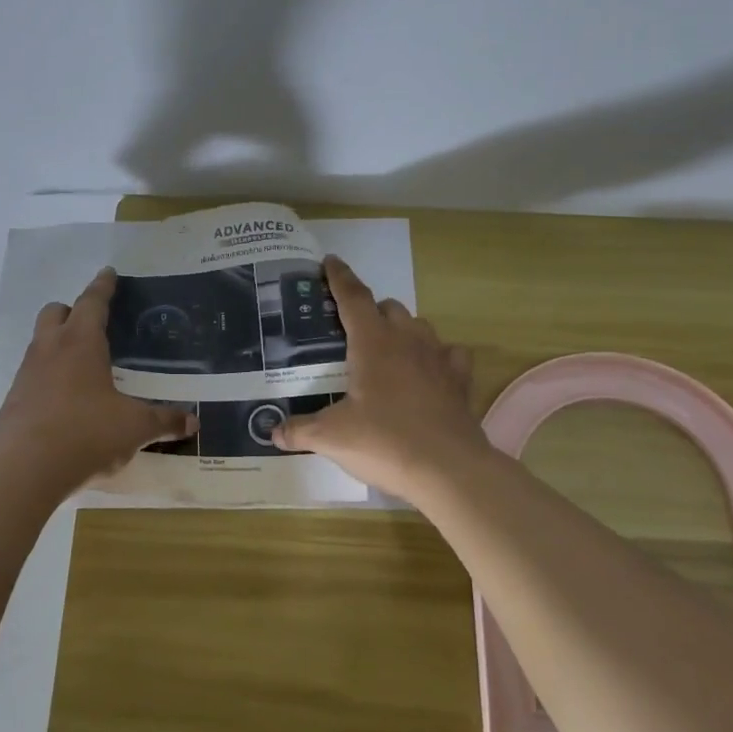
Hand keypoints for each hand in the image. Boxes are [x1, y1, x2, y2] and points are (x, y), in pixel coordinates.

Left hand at [0, 268, 195, 492]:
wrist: (23, 469)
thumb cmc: (86, 433)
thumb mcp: (134, 428)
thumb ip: (164, 422)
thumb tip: (193, 423)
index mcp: (81, 343)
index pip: (93, 303)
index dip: (103, 287)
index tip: (108, 272)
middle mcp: (50, 349)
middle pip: (55, 312)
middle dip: (73, 310)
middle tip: (92, 321)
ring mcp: (27, 374)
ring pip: (40, 341)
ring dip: (58, 342)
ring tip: (81, 362)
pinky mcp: (14, 400)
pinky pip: (33, 374)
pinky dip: (48, 375)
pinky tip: (65, 398)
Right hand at [272, 257, 492, 501]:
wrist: (448, 469)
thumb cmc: (384, 442)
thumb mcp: (332, 437)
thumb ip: (300, 430)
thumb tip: (272, 432)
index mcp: (373, 343)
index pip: (353, 298)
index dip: (339, 278)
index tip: (330, 261)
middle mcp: (407, 340)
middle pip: (388, 307)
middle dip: (369, 309)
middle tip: (351, 329)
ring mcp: (438, 358)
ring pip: (419, 326)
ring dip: (401, 328)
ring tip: (386, 348)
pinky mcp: (460, 381)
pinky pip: (449, 354)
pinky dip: (436, 356)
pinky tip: (428, 371)